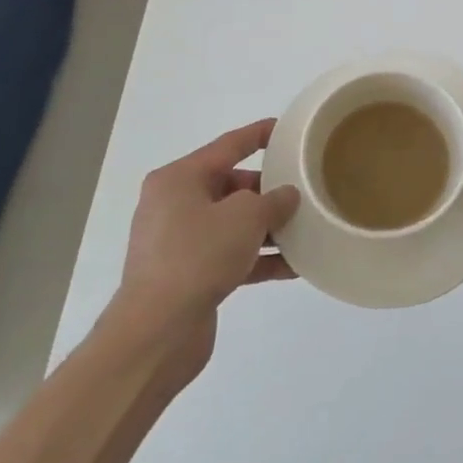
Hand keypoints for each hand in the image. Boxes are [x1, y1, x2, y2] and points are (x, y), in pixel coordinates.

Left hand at [109, 119, 299, 385]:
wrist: (156, 333)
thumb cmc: (198, 256)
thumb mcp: (245, 217)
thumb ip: (273, 200)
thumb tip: (286, 196)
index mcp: (179, 178)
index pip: (229, 145)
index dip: (260, 134)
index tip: (289, 129)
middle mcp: (174, 204)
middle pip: (232, 186)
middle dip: (269, 189)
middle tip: (304, 188)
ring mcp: (179, 242)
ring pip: (233, 223)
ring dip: (268, 227)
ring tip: (306, 227)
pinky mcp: (188, 276)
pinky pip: (230, 255)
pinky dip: (258, 258)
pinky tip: (294, 266)